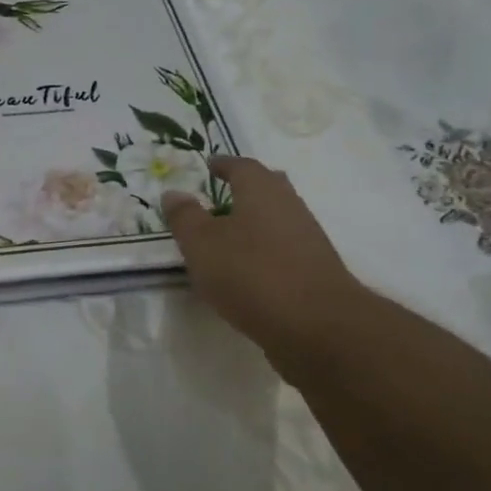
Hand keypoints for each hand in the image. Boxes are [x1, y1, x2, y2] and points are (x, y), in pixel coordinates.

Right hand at [162, 156, 363, 355]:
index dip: (223, 164)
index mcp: (261, 190)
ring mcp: (307, 238)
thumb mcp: (202, 244)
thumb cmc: (251, 274)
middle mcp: (289, 205)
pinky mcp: (314, 270)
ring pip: (276, 218)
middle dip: (245, 188)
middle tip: (222, 193)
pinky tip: (248, 268)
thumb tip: (174, 193)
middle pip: (267, 187)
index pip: (241, 166)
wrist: (317, 325)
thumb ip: (185, 217)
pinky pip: (283, 247)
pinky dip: (264, 249)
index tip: (210, 165)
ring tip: (228, 235)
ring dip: (254, 221)